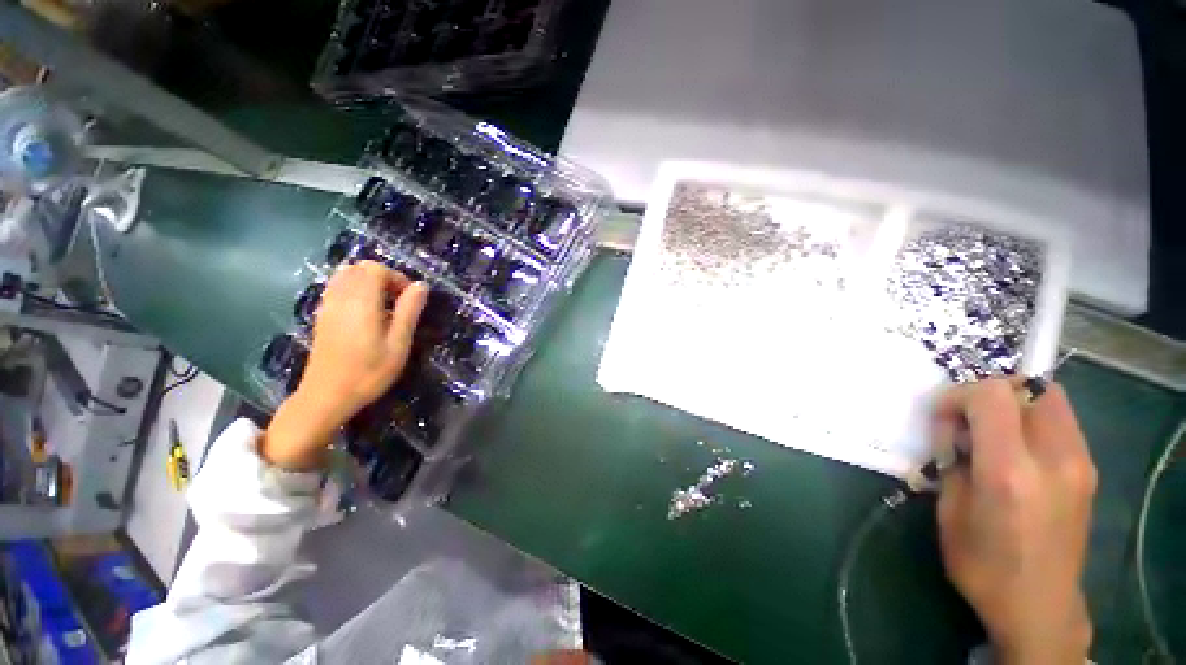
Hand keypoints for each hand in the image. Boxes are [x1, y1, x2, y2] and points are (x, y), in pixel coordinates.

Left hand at [261, 261, 427, 469]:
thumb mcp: (399, 344)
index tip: (410, 298)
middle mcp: (340, 298)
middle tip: (399, 301)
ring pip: (345, 276)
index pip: (375, 269)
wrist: (326, 396)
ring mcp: (327, 306)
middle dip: (383, 277)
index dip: (396, 277)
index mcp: (361, 302)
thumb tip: (421, 285)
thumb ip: (410, 311)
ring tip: (384, 306)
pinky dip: (354, 291)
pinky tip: (366, 314)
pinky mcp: (321, 317)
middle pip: (359, 268)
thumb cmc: (369, 372)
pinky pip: (336, 289)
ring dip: (367, 283)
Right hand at [934, 378, 1096, 664]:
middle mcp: (1053, 459)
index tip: (941, 417)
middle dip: (990, 393)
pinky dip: (1033, 420)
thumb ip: (954, 461)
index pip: (992, 396)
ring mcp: (1079, 463)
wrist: (1039, 606)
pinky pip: (1060, 421)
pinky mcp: (1088, 470)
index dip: (959, 395)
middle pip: (1029, 388)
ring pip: (1050, 399)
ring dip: (1015, 404)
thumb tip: (955, 432)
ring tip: (993, 434)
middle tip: (968, 422)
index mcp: (1009, 472)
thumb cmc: (982, 564)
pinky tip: (1017, 451)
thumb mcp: (950, 510)